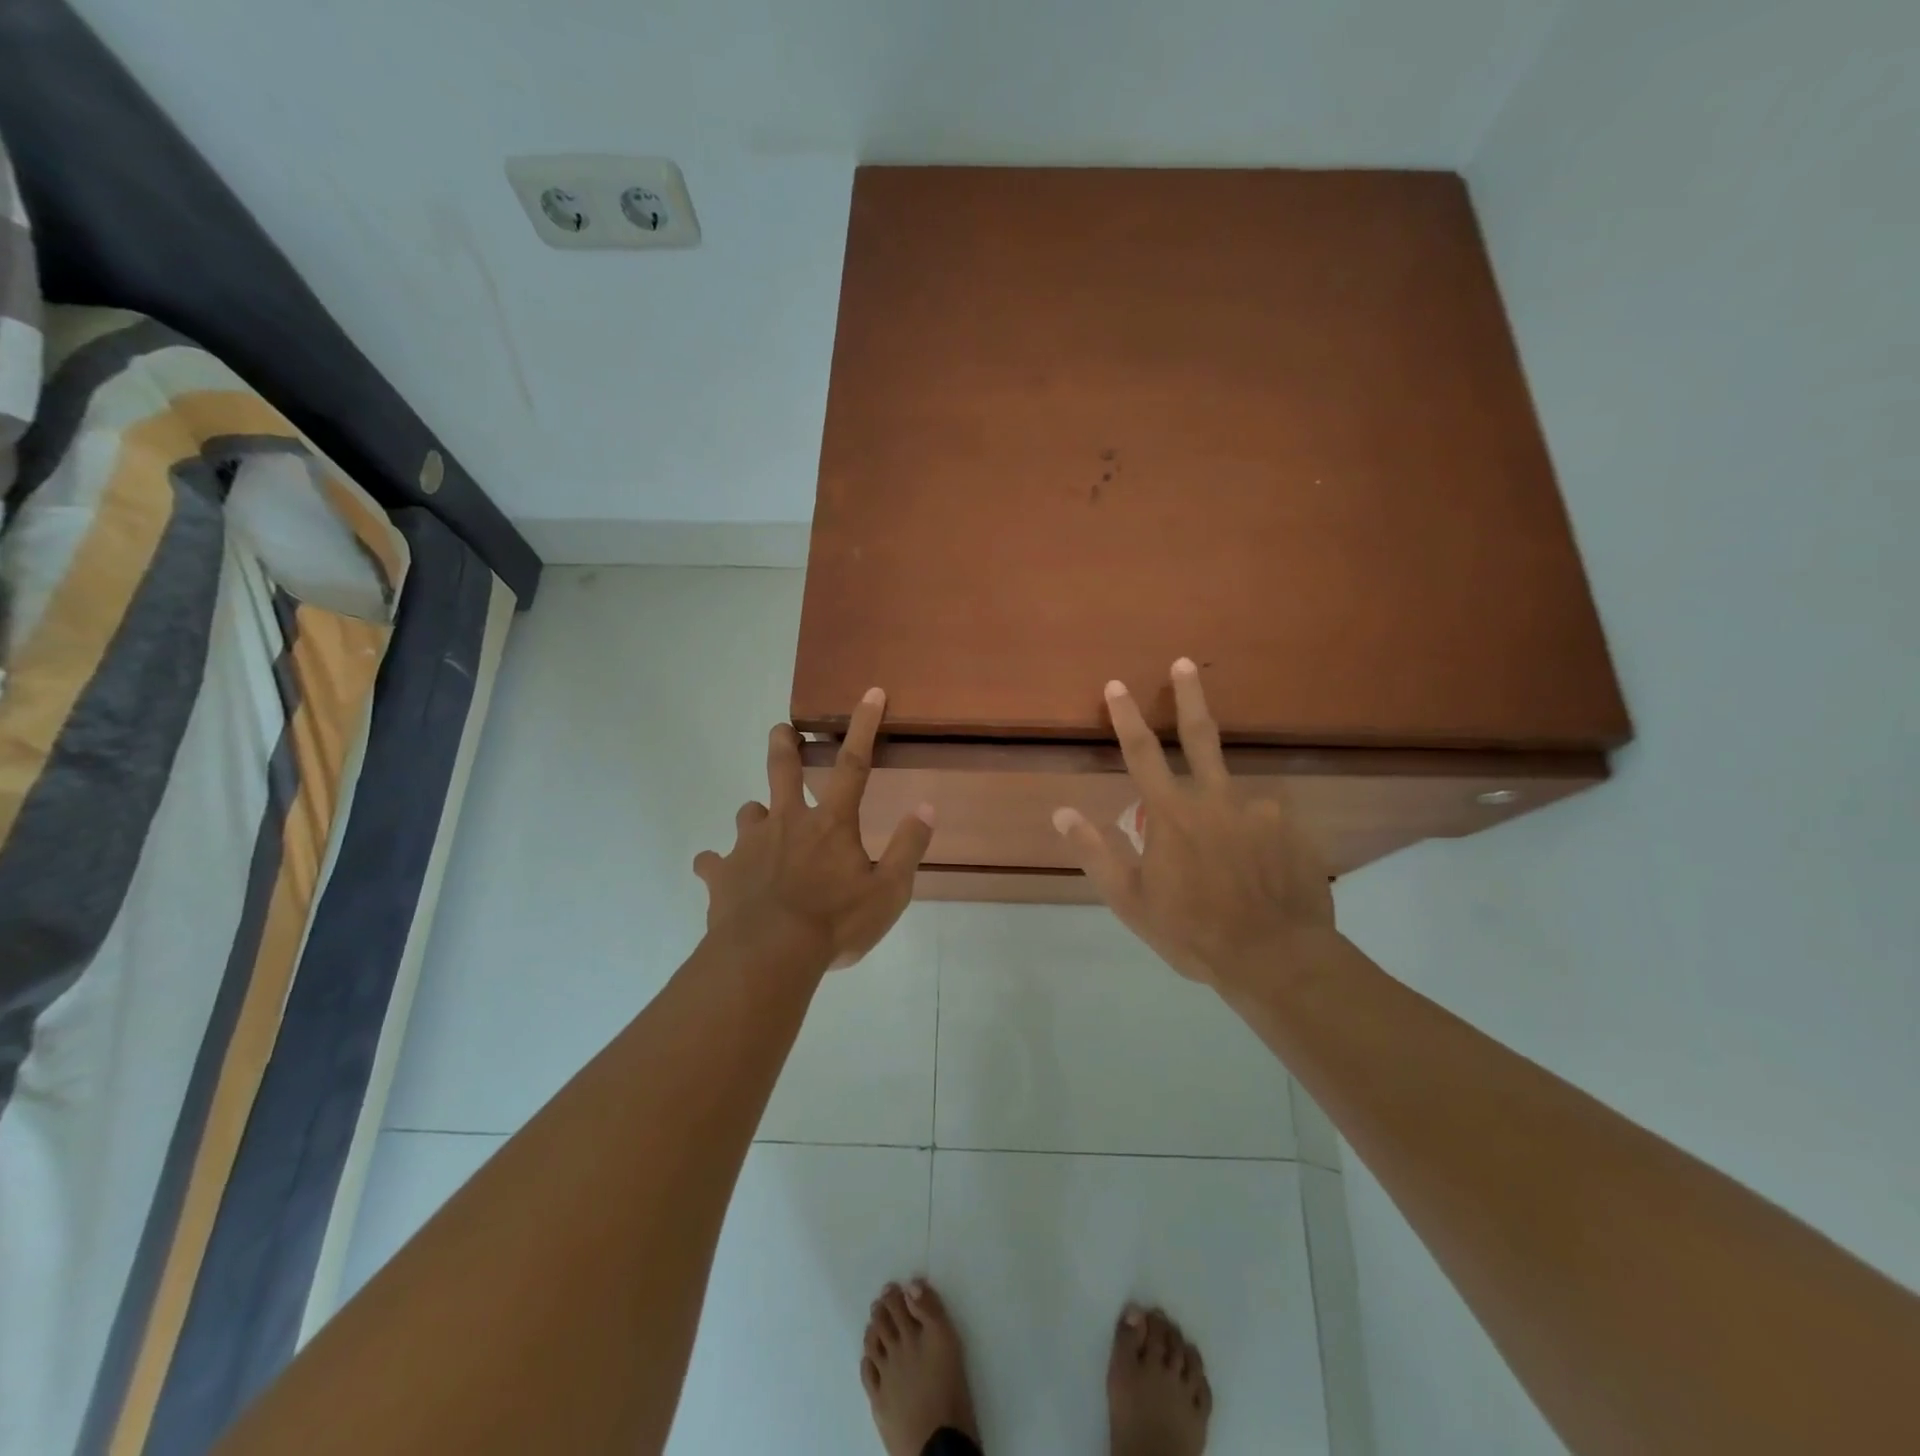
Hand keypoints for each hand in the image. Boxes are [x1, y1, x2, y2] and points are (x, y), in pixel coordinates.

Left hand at [694, 688, 934, 973]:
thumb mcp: (889, 891)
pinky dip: (719, 865)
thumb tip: (927, 807)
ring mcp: (749, 845)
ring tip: (762, 827)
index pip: (854, 764)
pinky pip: (714, 862)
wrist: (768, 956)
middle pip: (782, 770)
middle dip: (783, 744)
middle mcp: (787, 822)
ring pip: (748, 813)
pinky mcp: (722, 873)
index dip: (864, 726)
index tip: (870, 693)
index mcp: (830, 823)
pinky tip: (722, 875)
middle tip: (779, 729)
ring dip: (757, 815)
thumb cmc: (835, 922)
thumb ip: (908, 848)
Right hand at [1052, 659, 1337, 996]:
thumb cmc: (1192, 931)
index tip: (1117, 685)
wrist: (1276, 959)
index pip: (1140, 752)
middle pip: (1199, 735)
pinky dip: (1253, 838)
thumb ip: (1096, 851)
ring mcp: (1260, 810)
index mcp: (1172, 813)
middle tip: (1184, 662)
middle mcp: (1217, 798)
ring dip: (1220, 816)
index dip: (1125, 716)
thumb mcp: (1130, 900)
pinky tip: (1258, 874)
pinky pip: (1264, 822)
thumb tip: (1062, 811)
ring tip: (1226, 869)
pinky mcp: (1292, 828)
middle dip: (1189, 694)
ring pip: (1230, 796)